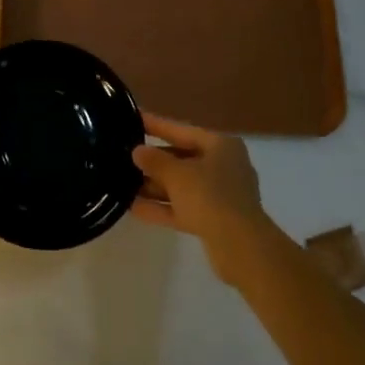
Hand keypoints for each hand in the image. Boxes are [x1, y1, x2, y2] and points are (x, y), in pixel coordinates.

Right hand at [131, 113, 276, 282]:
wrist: (241, 247)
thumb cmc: (210, 196)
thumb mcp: (176, 173)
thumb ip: (154, 160)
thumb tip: (138, 151)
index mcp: (221, 146)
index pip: (182, 130)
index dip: (156, 124)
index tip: (133, 117)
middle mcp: (224, 167)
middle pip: (182, 159)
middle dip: (153, 161)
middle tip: (124, 155)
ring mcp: (221, 196)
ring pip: (181, 186)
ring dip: (154, 186)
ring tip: (123, 182)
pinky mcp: (215, 221)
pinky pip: (183, 208)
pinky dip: (162, 207)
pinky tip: (133, 208)